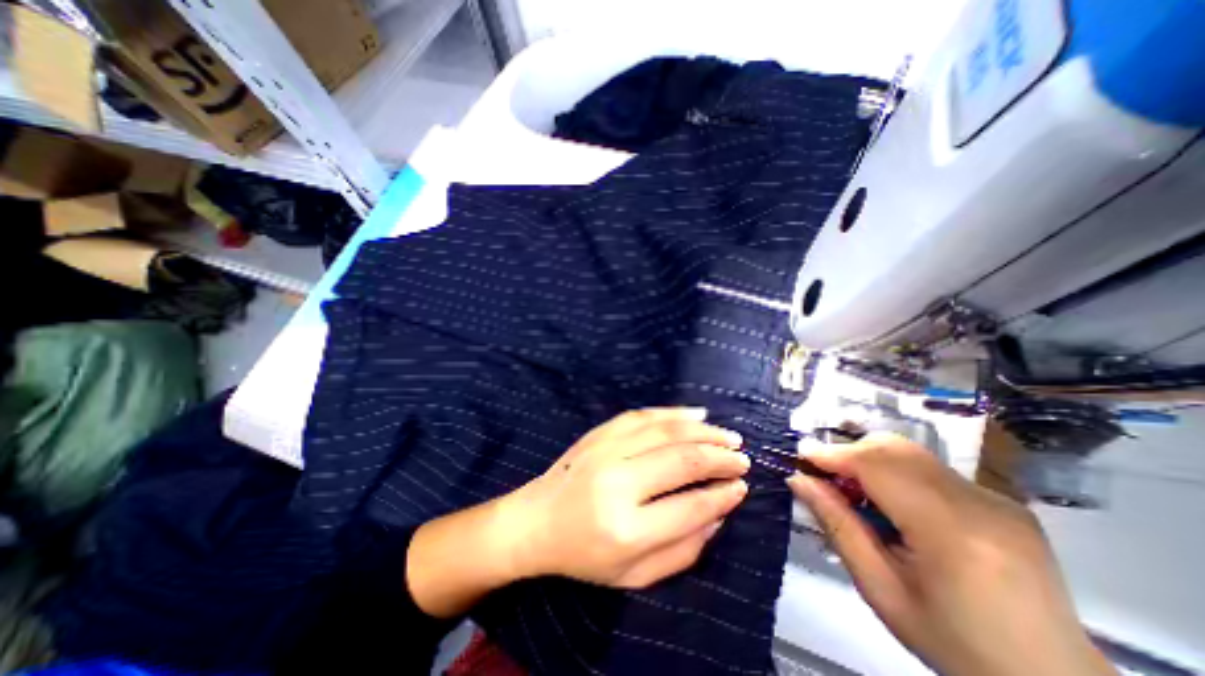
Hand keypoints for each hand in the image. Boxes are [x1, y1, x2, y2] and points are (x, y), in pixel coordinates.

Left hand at [496, 406, 743, 585]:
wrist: (535, 521)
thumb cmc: (584, 555)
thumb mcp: (634, 575)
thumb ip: (682, 550)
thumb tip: (718, 514)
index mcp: (625, 529)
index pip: (689, 507)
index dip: (722, 495)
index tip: (741, 487)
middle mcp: (617, 482)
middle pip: (681, 460)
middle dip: (719, 457)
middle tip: (742, 458)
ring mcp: (605, 450)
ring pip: (665, 430)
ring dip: (703, 431)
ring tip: (728, 436)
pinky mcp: (599, 433)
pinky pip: (643, 415)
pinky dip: (673, 413)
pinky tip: (695, 414)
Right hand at [787, 434, 1115, 674]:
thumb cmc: (954, 643)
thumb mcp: (880, 589)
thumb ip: (837, 526)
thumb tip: (799, 480)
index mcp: (951, 532)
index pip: (877, 465)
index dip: (832, 454)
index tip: (800, 458)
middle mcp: (980, 503)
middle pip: (894, 448)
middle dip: (850, 453)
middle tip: (826, 480)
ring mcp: (997, 500)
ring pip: (911, 453)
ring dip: (871, 462)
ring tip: (857, 494)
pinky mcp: (1002, 502)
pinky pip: (931, 469)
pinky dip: (898, 474)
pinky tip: (895, 507)